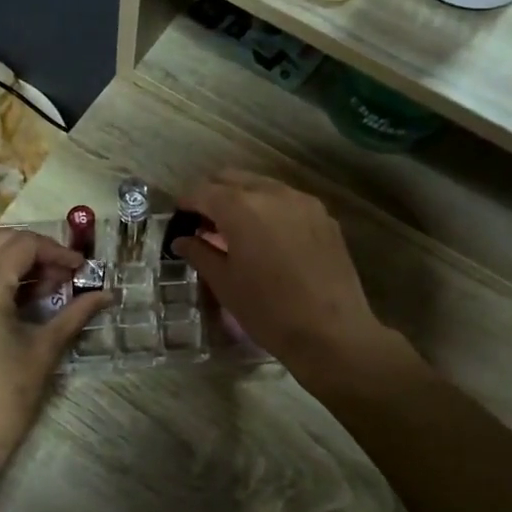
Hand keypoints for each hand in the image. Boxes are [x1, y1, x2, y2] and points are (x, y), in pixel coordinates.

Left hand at [0, 229, 107, 482]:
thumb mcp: (46, 349)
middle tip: (66, 275)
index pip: (22, 246)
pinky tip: (23, 299)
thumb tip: (108, 294)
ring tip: (49, 287)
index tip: (81, 270)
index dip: (57, 251)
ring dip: (18, 262)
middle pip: (0, 242)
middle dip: (37, 251)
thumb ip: (76, 313)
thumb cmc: (8, 396)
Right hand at [172, 171, 389, 377]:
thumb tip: (182, 240)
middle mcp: (272, 193)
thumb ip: (199, 253)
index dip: (185, 204)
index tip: (179, 221)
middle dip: (213, 195)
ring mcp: (303, 202)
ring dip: (242, 199)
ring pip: (262, 185)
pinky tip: (268, 238)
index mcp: (241, 207)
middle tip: (204, 223)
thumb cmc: (268, 311)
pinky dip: (270, 209)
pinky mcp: (325, 217)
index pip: (202, 191)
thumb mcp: (225, 284)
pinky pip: (287, 201)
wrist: (333, 333)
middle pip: (232, 178)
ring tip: (236, 230)